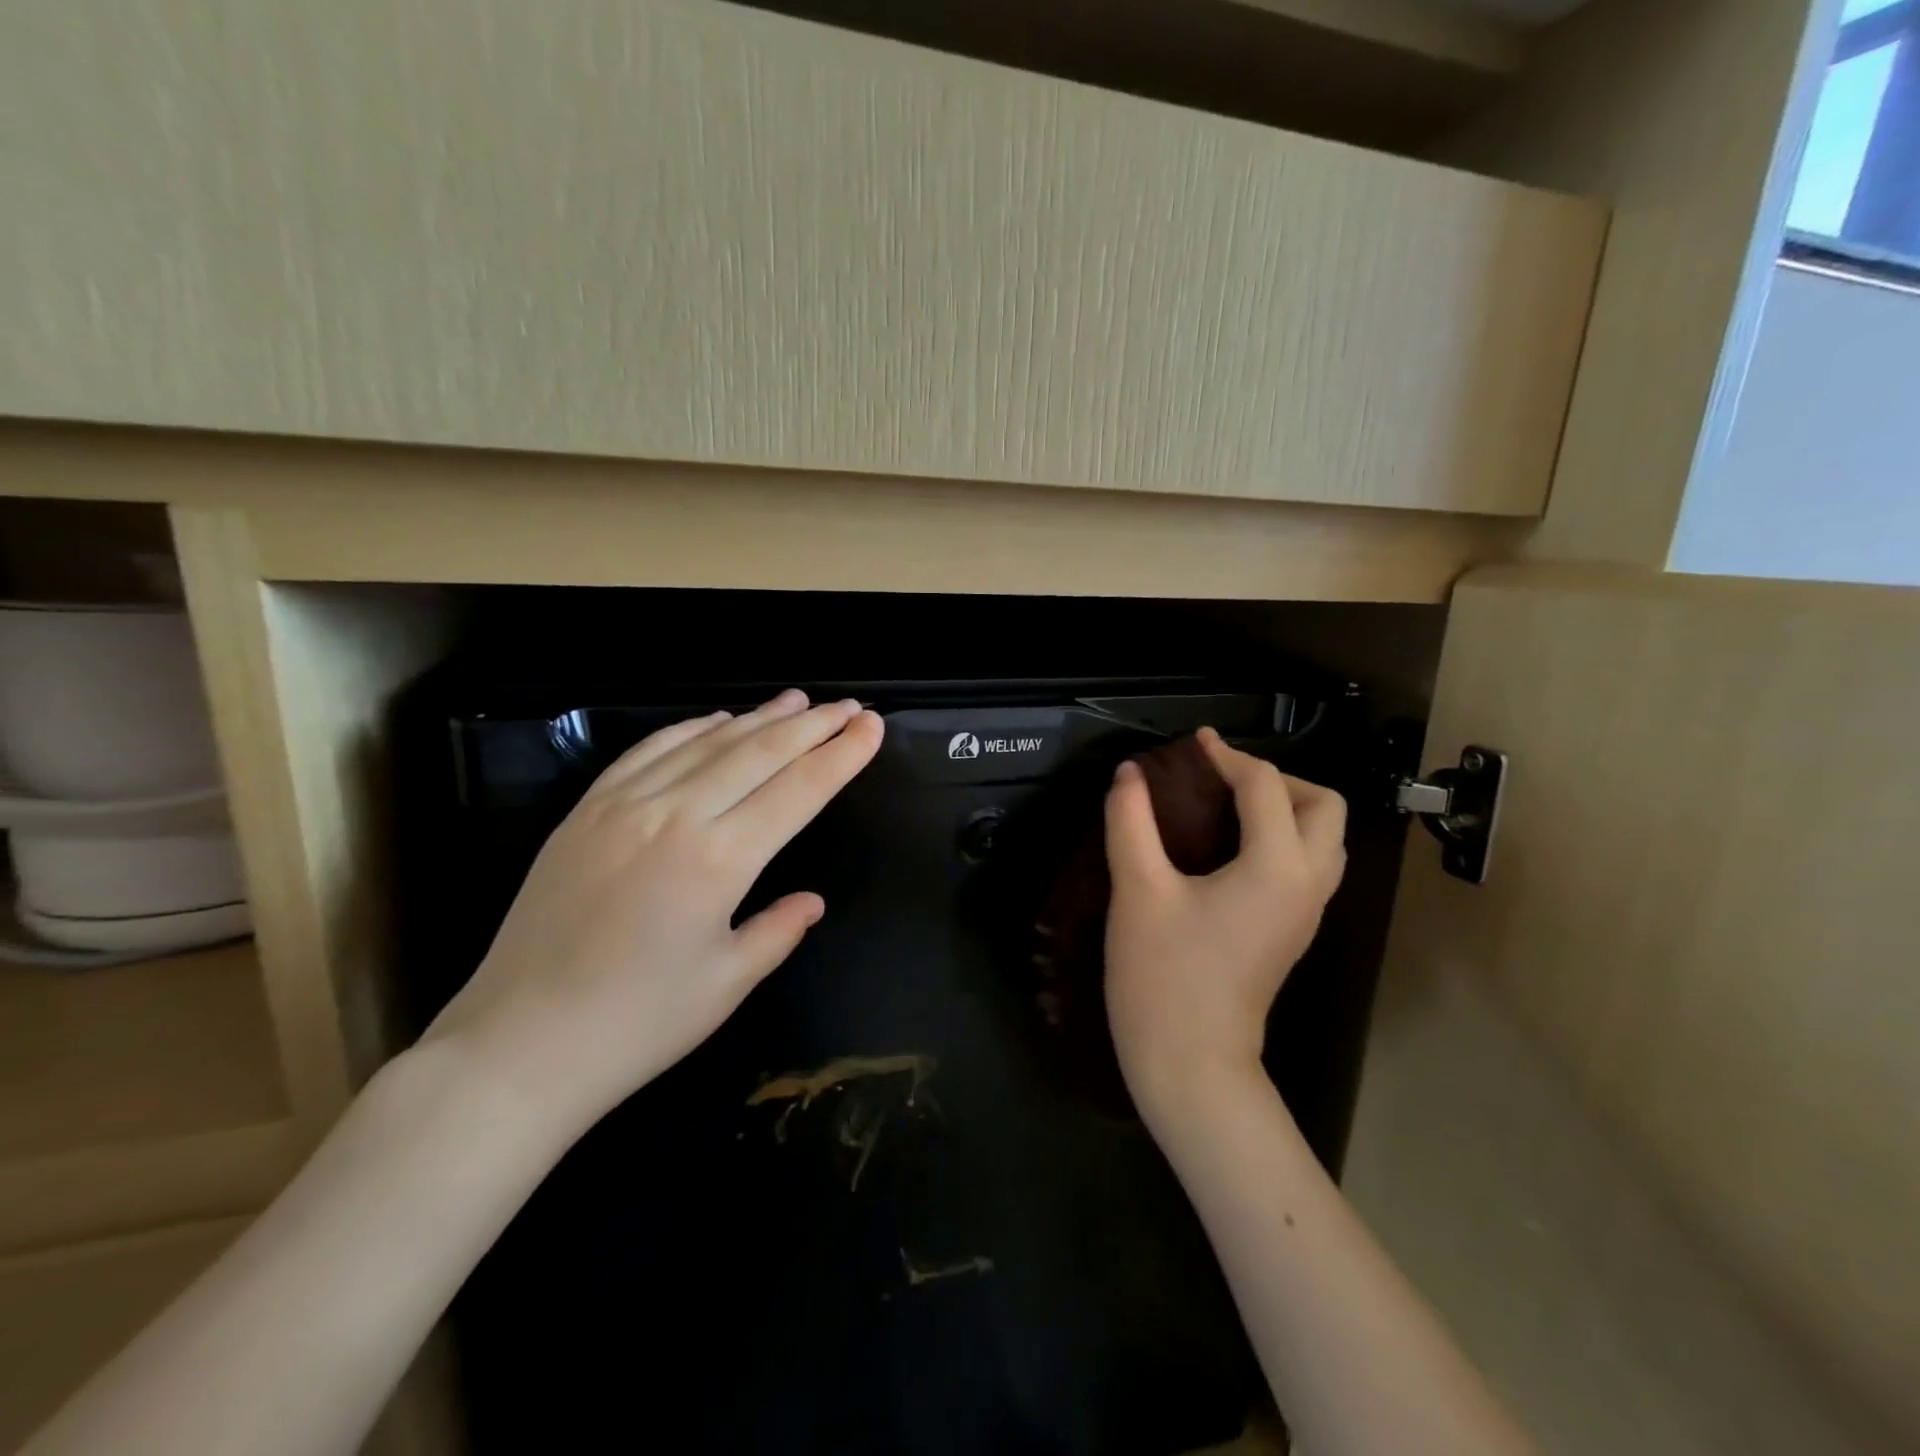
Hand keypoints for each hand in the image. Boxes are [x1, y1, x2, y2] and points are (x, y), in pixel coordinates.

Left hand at [423, 690, 884, 1138]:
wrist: (517, 1045)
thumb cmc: (636, 1025)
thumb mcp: (727, 983)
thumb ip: (778, 930)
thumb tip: (811, 901)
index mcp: (718, 860)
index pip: (798, 790)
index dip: (841, 756)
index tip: (872, 728)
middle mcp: (674, 816)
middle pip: (759, 753)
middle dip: (812, 726)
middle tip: (848, 707)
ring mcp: (623, 806)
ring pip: (706, 742)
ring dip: (758, 718)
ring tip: (797, 701)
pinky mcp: (586, 811)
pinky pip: (648, 751)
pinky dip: (691, 729)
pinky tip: (717, 720)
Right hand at [1103, 727, 1346, 1128]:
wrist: (1190, 1063)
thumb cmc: (1162, 975)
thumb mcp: (1137, 890)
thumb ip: (1131, 822)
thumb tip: (1129, 774)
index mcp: (1276, 867)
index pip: (1264, 786)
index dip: (1226, 756)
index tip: (1192, 743)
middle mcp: (1307, 883)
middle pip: (1324, 806)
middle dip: (1277, 779)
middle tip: (1222, 781)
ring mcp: (1308, 912)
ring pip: (1326, 838)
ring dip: (1287, 808)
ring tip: (1229, 807)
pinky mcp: (1294, 931)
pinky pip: (1309, 864)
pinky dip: (1284, 837)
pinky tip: (1231, 847)